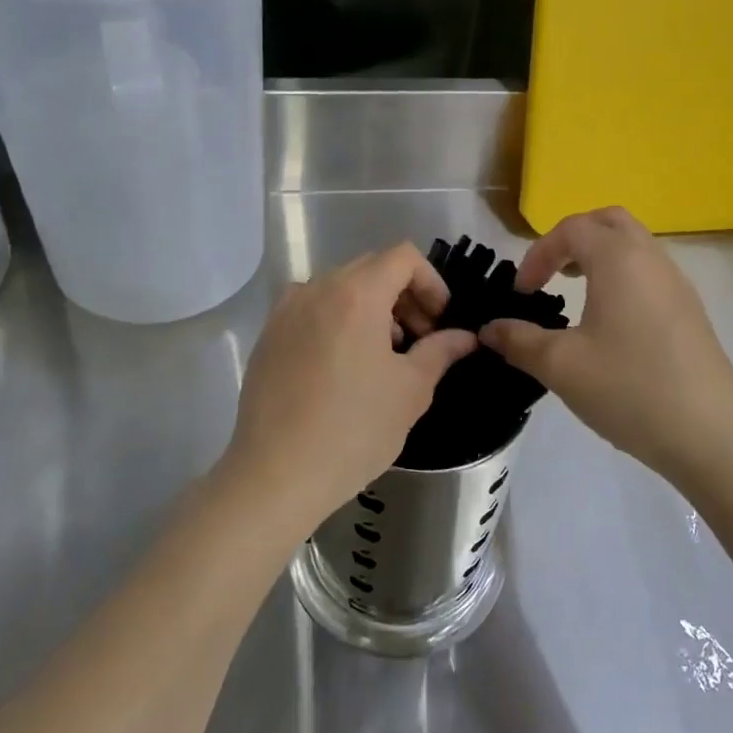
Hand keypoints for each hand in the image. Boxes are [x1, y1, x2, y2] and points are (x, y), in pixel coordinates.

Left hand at [224, 244, 476, 531]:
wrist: (276, 474)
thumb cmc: (354, 430)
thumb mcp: (410, 390)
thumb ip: (440, 351)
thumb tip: (465, 337)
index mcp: (356, 294)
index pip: (403, 257)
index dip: (431, 282)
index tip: (439, 321)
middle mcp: (316, 289)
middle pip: (370, 268)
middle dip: (403, 295)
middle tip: (418, 339)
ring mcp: (286, 311)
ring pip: (339, 288)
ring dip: (371, 307)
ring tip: (382, 356)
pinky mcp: (267, 336)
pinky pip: (311, 309)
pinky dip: (337, 320)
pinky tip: (343, 367)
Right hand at [480, 208, 732, 489]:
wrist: (713, 436)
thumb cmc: (630, 389)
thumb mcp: (561, 366)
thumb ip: (519, 340)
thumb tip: (489, 330)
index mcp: (619, 260)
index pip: (571, 229)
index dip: (538, 254)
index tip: (521, 293)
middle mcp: (652, 259)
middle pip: (609, 222)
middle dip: (572, 239)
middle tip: (550, 274)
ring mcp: (678, 285)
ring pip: (634, 246)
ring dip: (599, 257)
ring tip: (574, 293)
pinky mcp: (690, 312)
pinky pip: (649, 273)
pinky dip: (621, 277)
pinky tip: (608, 323)